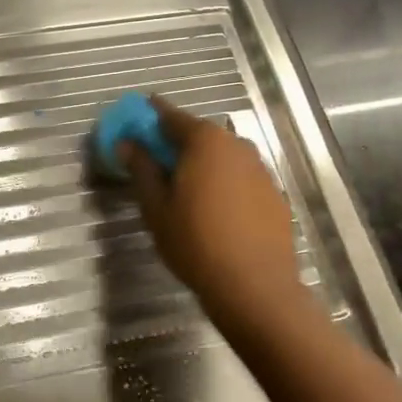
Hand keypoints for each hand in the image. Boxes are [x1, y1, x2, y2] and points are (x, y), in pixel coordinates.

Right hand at [120, 97, 303, 319]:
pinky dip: (223, 182)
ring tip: (184, 188)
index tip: (135, 118)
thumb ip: (141, 169)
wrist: (254, 286)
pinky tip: (214, 209)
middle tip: (154, 161)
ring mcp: (261, 169)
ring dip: (202, 163)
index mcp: (205, 141)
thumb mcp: (156, 207)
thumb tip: (127, 143)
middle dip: (176, 142)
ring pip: (222, 156)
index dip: (150, 115)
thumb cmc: (195, 242)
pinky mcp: (274, 194)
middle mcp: (237, 145)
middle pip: (199, 134)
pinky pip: (240, 177)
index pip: (171, 116)